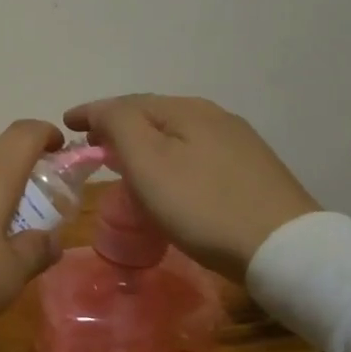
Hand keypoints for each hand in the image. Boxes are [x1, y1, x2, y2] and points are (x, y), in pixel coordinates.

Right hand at [64, 95, 318, 281]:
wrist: (284, 248)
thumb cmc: (202, 205)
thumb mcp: (148, 161)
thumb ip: (118, 125)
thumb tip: (102, 111)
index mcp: (186, 109)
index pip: (126, 102)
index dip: (92, 112)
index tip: (66, 124)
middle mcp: (214, 116)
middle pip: (153, 114)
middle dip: (118, 126)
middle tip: (92, 146)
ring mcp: (238, 143)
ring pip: (176, 134)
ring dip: (144, 143)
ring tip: (124, 163)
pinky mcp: (252, 171)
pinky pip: (195, 153)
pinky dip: (169, 158)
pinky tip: (168, 178)